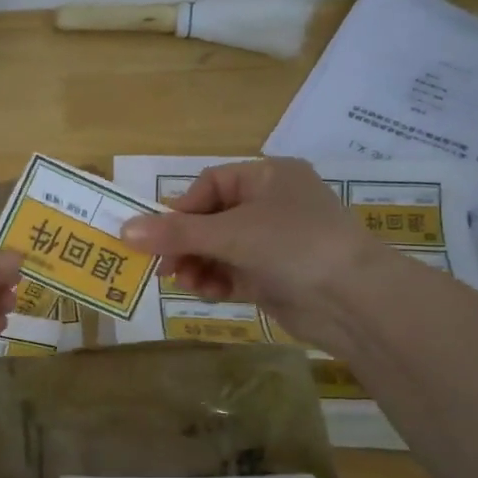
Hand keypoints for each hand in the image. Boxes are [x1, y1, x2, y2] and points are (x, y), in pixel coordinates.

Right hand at [122, 158, 382, 347]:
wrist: (354, 300)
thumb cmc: (293, 245)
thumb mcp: (230, 233)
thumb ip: (176, 233)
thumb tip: (123, 229)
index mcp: (269, 177)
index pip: (210, 185)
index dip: (180, 210)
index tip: (156, 236)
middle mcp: (273, 205)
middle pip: (211, 220)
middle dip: (186, 244)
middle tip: (164, 268)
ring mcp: (276, 243)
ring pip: (220, 249)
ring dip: (199, 266)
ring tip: (188, 283)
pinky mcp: (276, 276)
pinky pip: (234, 273)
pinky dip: (218, 282)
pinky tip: (210, 294)